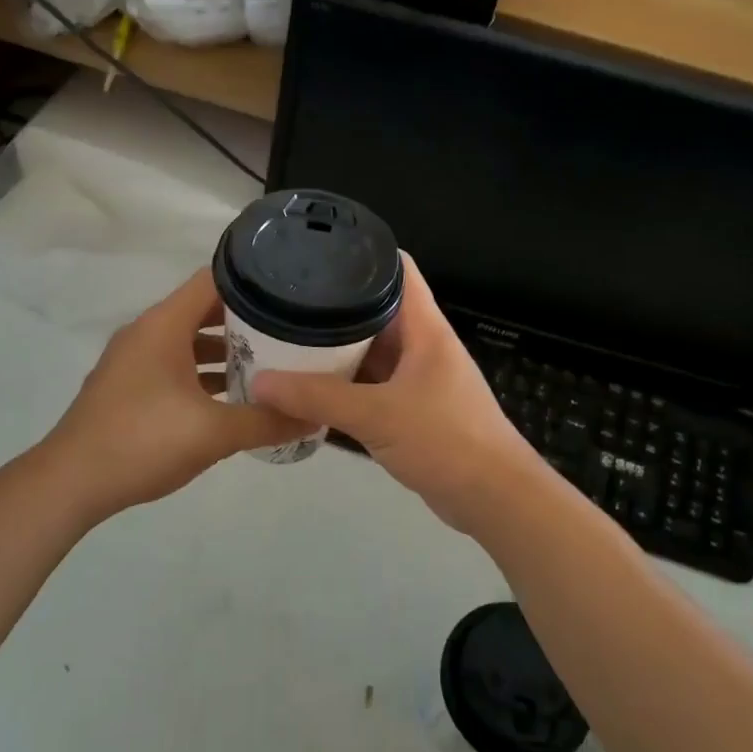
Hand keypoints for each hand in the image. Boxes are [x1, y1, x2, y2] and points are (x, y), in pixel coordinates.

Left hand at [39, 268, 306, 520]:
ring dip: (226, 350)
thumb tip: (315, 417)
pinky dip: (203, 374)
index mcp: (164, 325)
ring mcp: (134, 361)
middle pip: (204, 309)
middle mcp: (147, 333)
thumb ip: (267, 421)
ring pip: (189, 341)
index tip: (292, 291)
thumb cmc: (143, 442)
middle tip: (292, 330)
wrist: (70, 484)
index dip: (254, 280)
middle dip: (247, 320)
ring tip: (271, 364)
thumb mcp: (214, 433)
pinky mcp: (129, 387)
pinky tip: (231, 398)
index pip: (214, 280)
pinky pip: (175, 366)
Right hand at [249, 255, 542, 528]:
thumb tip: (259, 383)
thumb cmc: (445, 440)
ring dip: (337, 350)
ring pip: (372, 352)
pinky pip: (372, 386)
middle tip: (284, 302)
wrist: (493, 499)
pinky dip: (345, 385)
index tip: (317, 252)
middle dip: (334, 307)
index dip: (363, 253)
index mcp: (425, 328)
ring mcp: (418, 379)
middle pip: (376, 311)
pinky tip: (310, 389)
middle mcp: (422, 346)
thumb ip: (317, 398)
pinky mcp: (413, 410)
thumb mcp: (377, 415)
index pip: (398, 270)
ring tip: (287, 340)